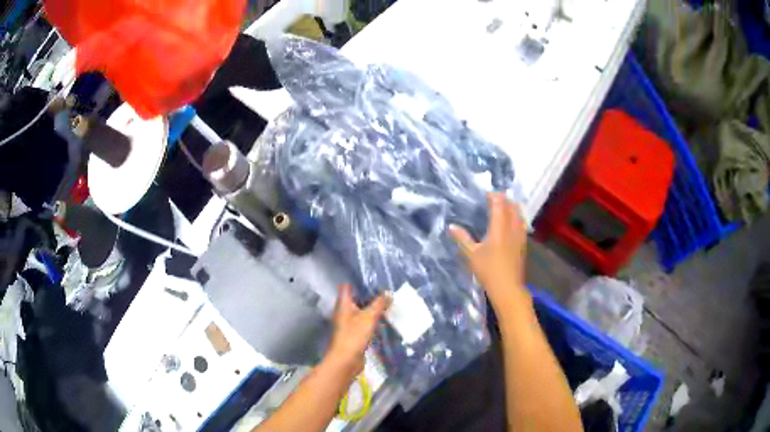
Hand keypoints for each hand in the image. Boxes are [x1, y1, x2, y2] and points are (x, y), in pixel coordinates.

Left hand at [325, 284, 389, 374]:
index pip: (348, 287)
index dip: (359, 281)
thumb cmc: (353, 336)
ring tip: (389, 303)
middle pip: (357, 299)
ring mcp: (349, 323)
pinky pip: (365, 323)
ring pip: (362, 311)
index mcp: (343, 304)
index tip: (374, 279)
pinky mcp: (355, 334)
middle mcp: (344, 311)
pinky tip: (384, 320)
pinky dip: (373, 320)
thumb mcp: (369, 317)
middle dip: (370, 295)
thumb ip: (379, 304)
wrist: (346, 360)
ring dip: (373, 308)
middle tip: (387, 291)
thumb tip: (389, 293)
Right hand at [449, 193, 528, 308]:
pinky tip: (510, 224)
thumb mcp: (471, 254)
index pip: (499, 204)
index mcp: (499, 228)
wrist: (508, 288)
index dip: (494, 196)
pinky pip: (521, 224)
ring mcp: (520, 236)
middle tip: (494, 199)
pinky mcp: (523, 244)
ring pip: (519, 215)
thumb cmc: (488, 270)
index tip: (486, 194)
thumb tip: (451, 226)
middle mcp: (512, 228)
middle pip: (512, 206)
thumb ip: (462, 238)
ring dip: (512, 208)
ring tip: (503, 208)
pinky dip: (516, 218)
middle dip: (504, 200)